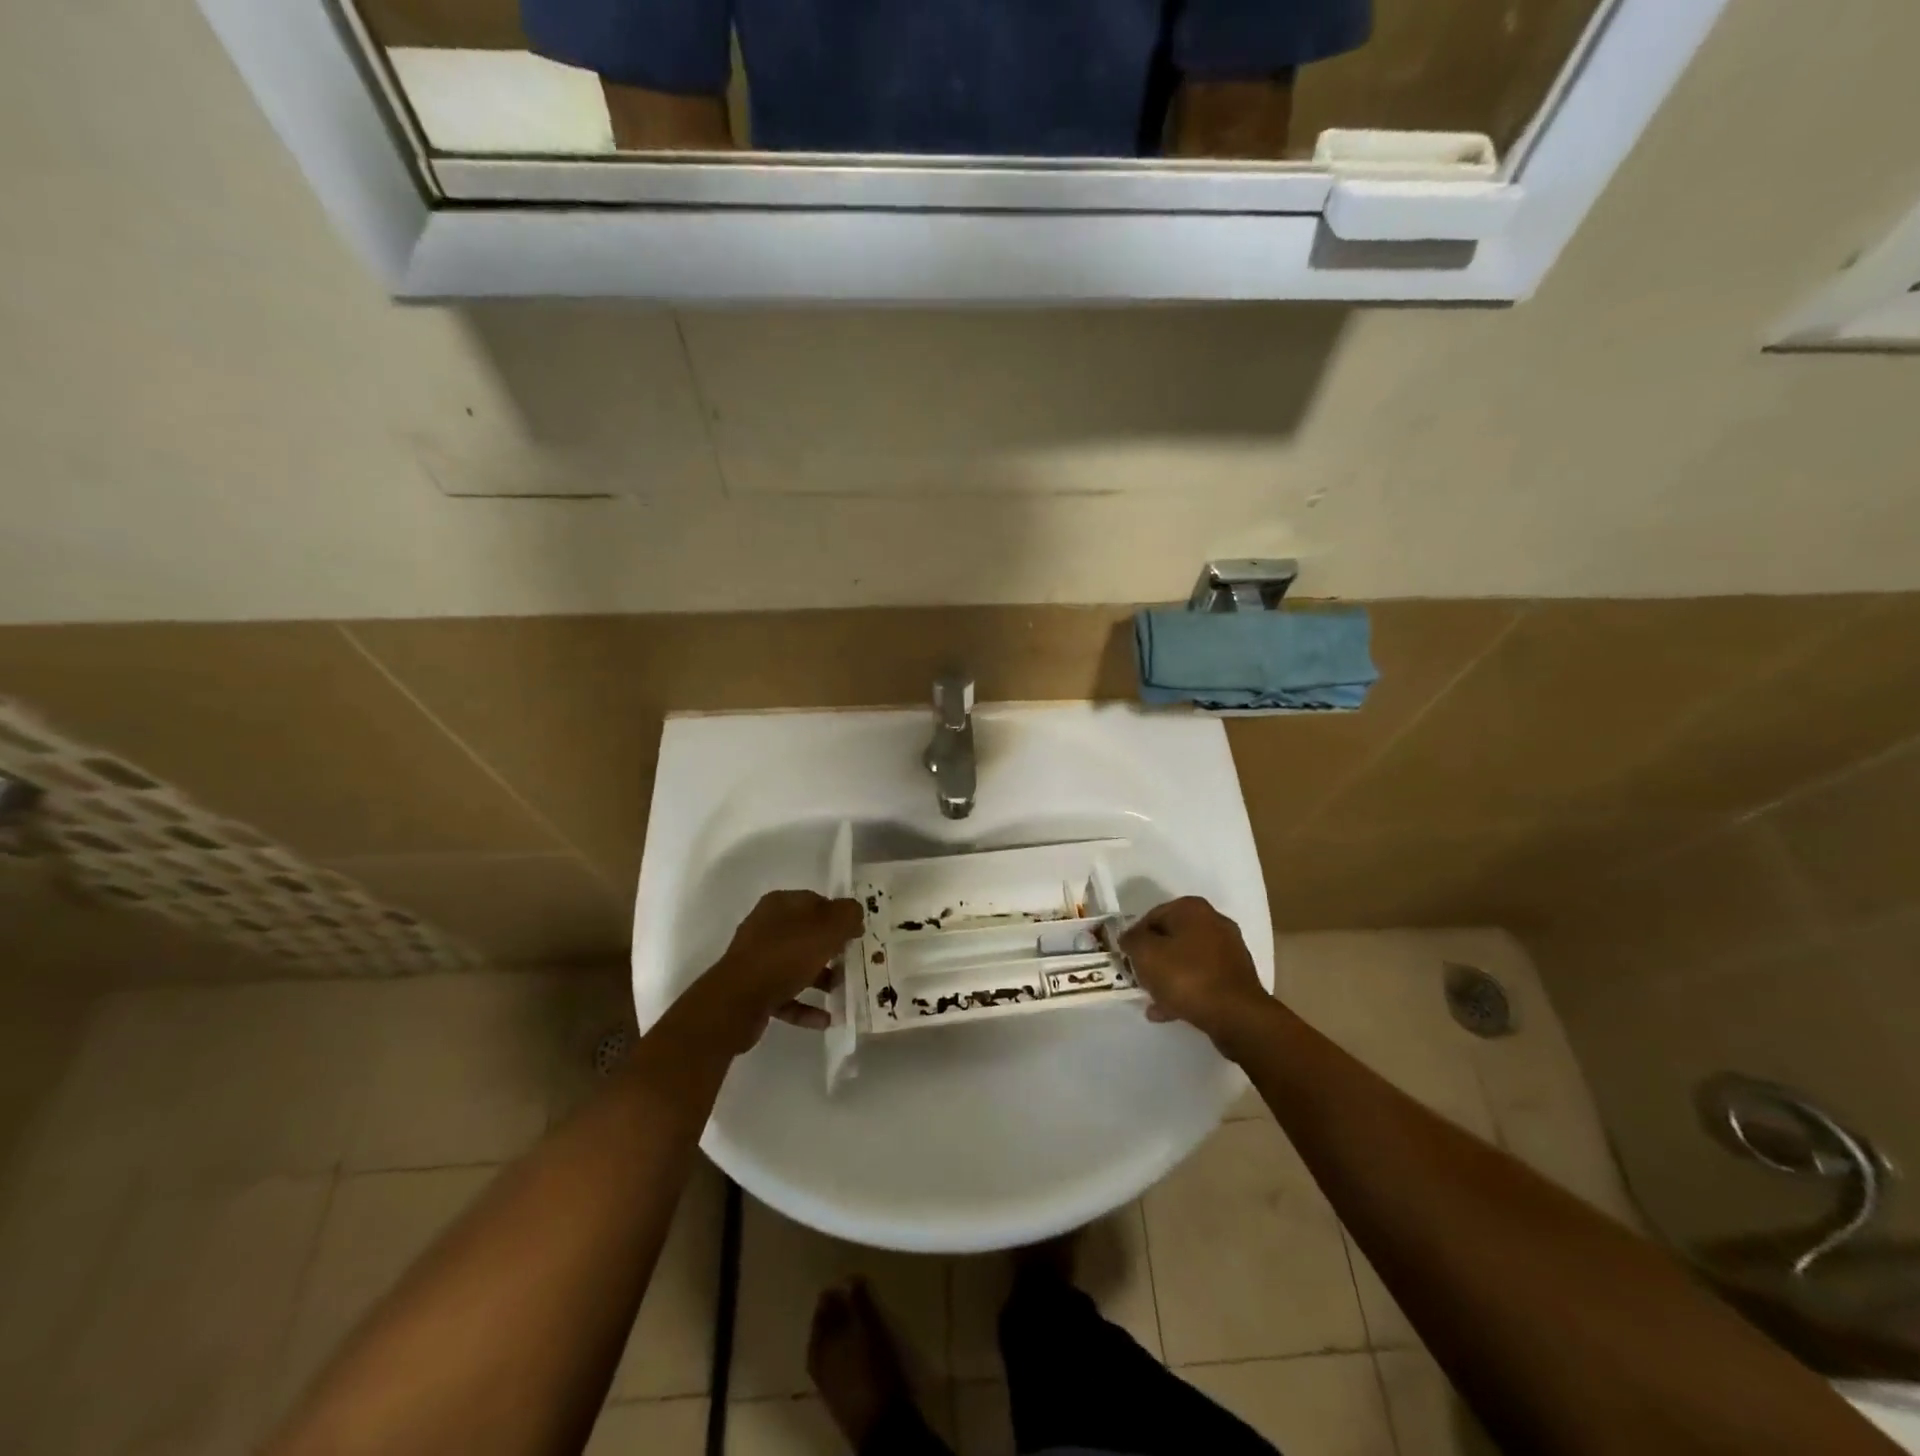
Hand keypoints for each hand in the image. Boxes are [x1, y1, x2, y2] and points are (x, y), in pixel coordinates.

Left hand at [691, 890, 863, 1050]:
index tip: (857, 933)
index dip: (839, 915)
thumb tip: (854, 912)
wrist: (736, 1002)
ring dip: (821, 978)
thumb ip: (847, 915)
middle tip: (851, 961)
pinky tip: (826, 1019)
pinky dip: (806, 1006)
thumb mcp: (826, 928)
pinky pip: (786, 995)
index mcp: (780, 905)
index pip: (816, 902)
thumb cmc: (785, 956)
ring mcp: (757, 960)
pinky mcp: (753, 990)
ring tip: (842, 991)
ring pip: (796, 965)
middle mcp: (766, 928)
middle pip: (806, 934)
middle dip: (831, 948)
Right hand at [1119, 897, 1269, 1043]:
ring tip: (1151, 998)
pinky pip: (1202, 978)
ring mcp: (1229, 950)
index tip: (1127, 958)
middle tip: (1139, 976)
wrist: (1236, 1015)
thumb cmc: (1186, 977)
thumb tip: (1130, 938)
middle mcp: (1214, 922)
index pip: (1152, 916)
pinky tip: (1168, 1010)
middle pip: (1171, 937)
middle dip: (1153, 957)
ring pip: (1186, 959)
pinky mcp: (1236, 977)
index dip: (1135, 937)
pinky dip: (1185, 989)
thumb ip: (1132, 940)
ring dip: (1168, 976)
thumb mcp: (1146, 954)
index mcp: (1192, 908)